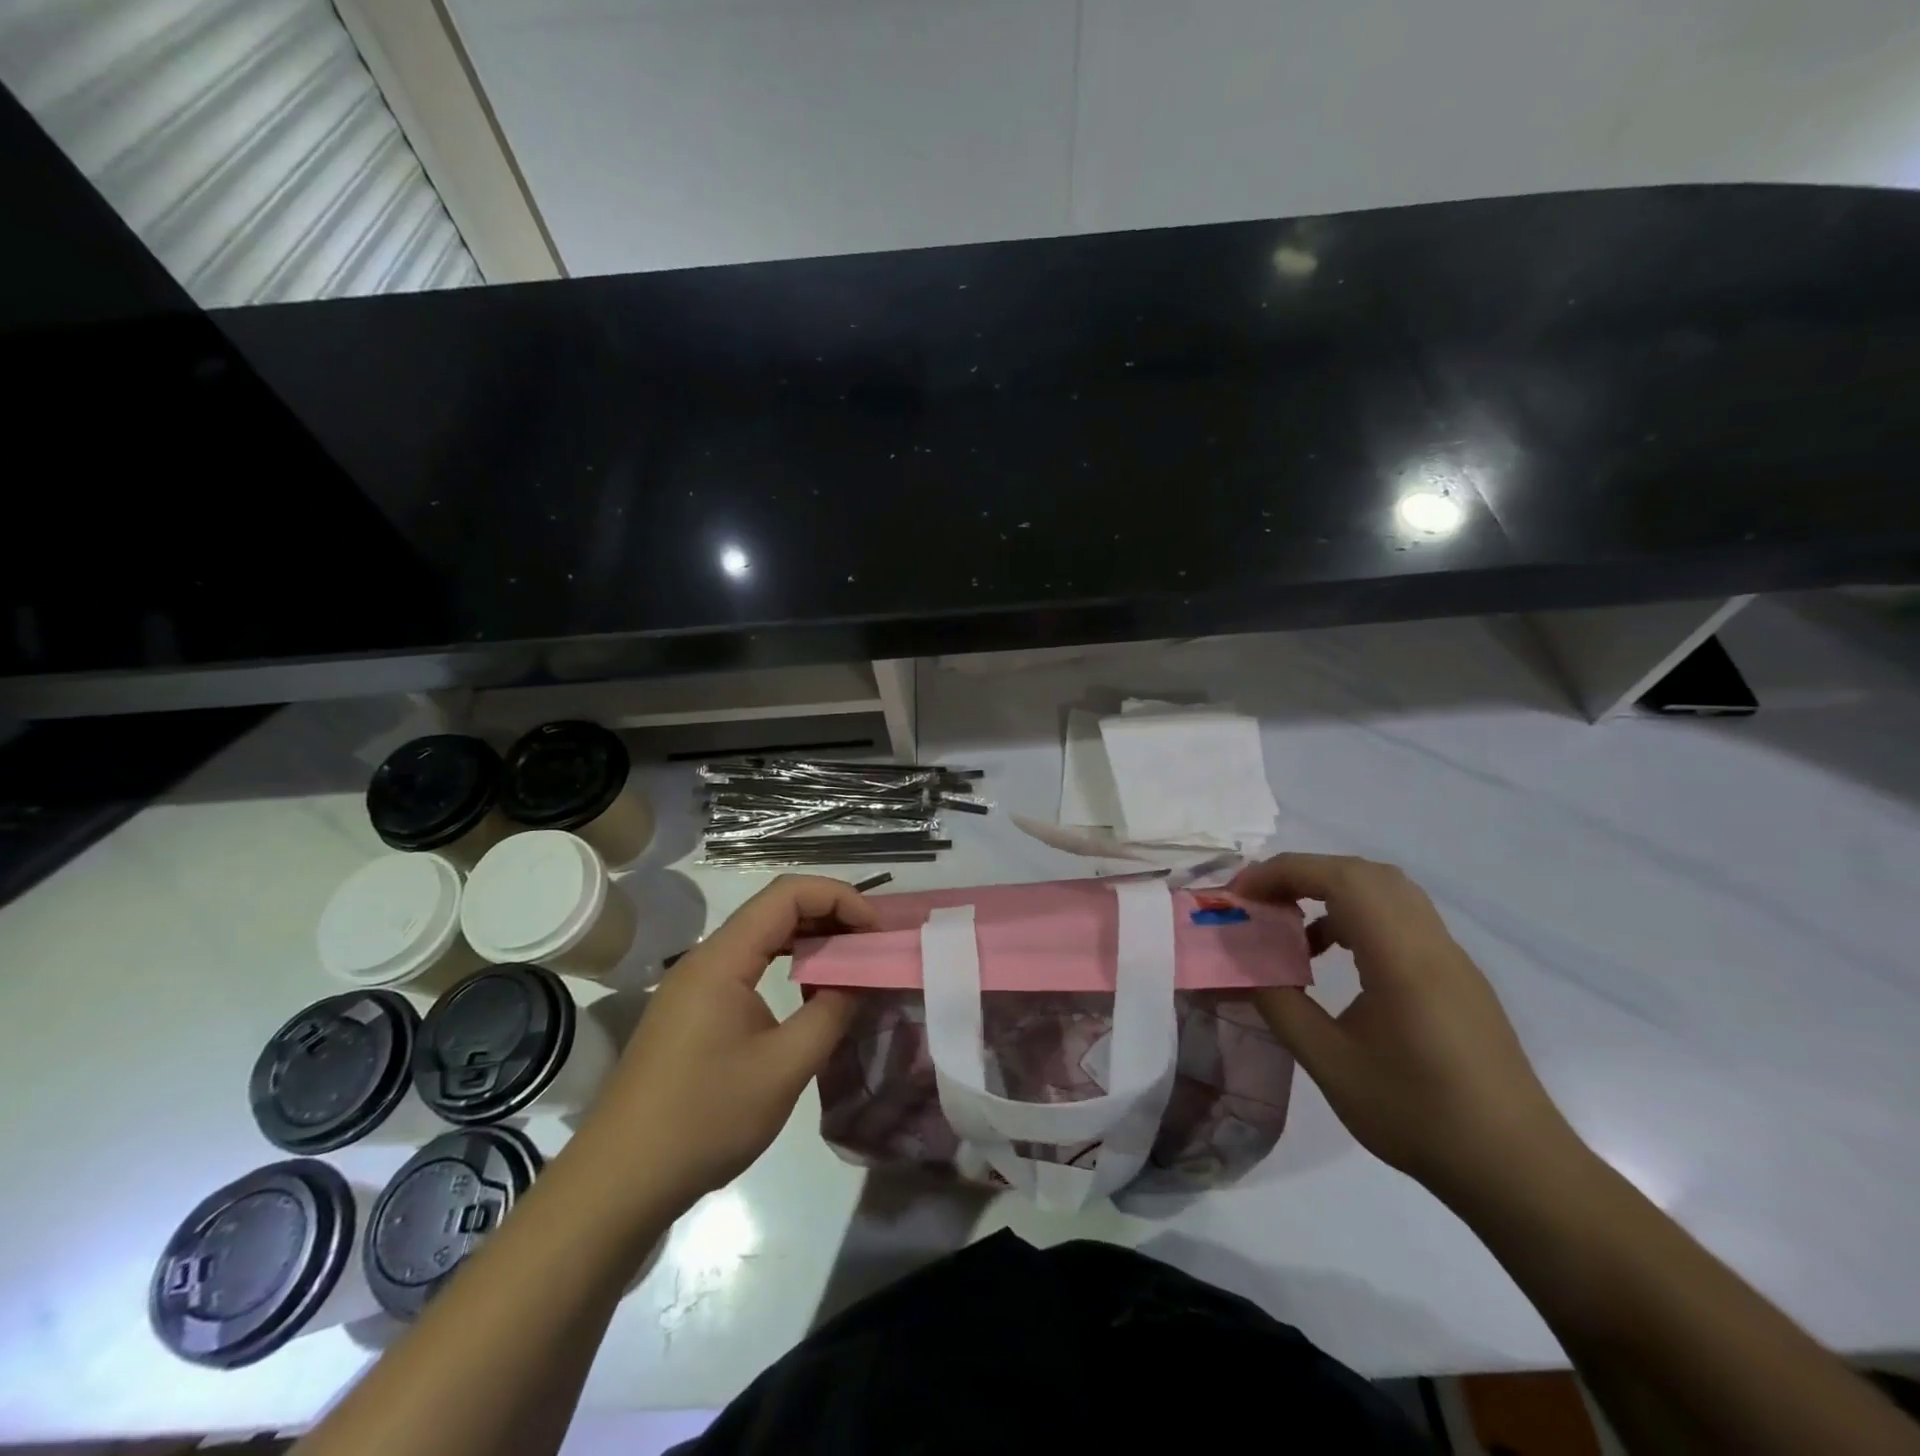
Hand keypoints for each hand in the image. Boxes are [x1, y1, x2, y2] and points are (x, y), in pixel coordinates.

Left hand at [576, 875, 875, 1209]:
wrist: (618, 1183)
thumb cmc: (703, 1120)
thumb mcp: (783, 1069)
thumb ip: (831, 1015)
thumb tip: (861, 981)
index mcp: (723, 959)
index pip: (787, 894)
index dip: (838, 898)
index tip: (876, 930)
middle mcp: (706, 959)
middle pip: (775, 909)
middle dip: (829, 916)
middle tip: (872, 946)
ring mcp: (695, 985)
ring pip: (762, 938)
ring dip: (810, 941)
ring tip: (851, 964)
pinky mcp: (693, 1011)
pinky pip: (748, 967)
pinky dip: (787, 966)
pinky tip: (810, 994)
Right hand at [1232, 853, 1575, 1201]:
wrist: (1518, 1171)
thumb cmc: (1418, 1116)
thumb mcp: (1331, 1064)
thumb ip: (1280, 1004)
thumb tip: (1243, 968)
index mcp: (1402, 958)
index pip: (1340, 879)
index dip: (1284, 872)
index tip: (1242, 895)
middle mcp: (1431, 944)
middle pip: (1364, 873)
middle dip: (1304, 874)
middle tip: (1262, 902)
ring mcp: (1451, 959)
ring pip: (1387, 892)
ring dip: (1333, 893)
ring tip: (1292, 927)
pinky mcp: (1458, 978)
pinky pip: (1403, 919)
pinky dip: (1359, 917)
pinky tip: (1334, 958)